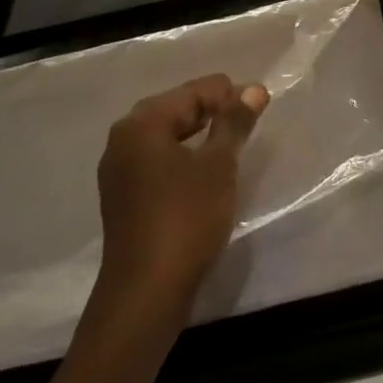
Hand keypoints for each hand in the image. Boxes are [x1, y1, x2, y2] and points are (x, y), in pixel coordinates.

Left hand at [96, 74, 269, 305]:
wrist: (146, 294)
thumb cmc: (186, 219)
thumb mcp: (219, 165)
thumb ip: (235, 122)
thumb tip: (253, 89)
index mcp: (142, 123)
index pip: (193, 92)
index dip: (230, 94)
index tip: (262, 102)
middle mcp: (123, 138)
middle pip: (177, 108)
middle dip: (214, 111)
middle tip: (250, 121)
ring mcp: (119, 169)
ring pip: (167, 135)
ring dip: (200, 135)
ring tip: (234, 143)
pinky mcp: (124, 196)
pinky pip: (159, 160)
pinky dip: (184, 157)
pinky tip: (206, 170)